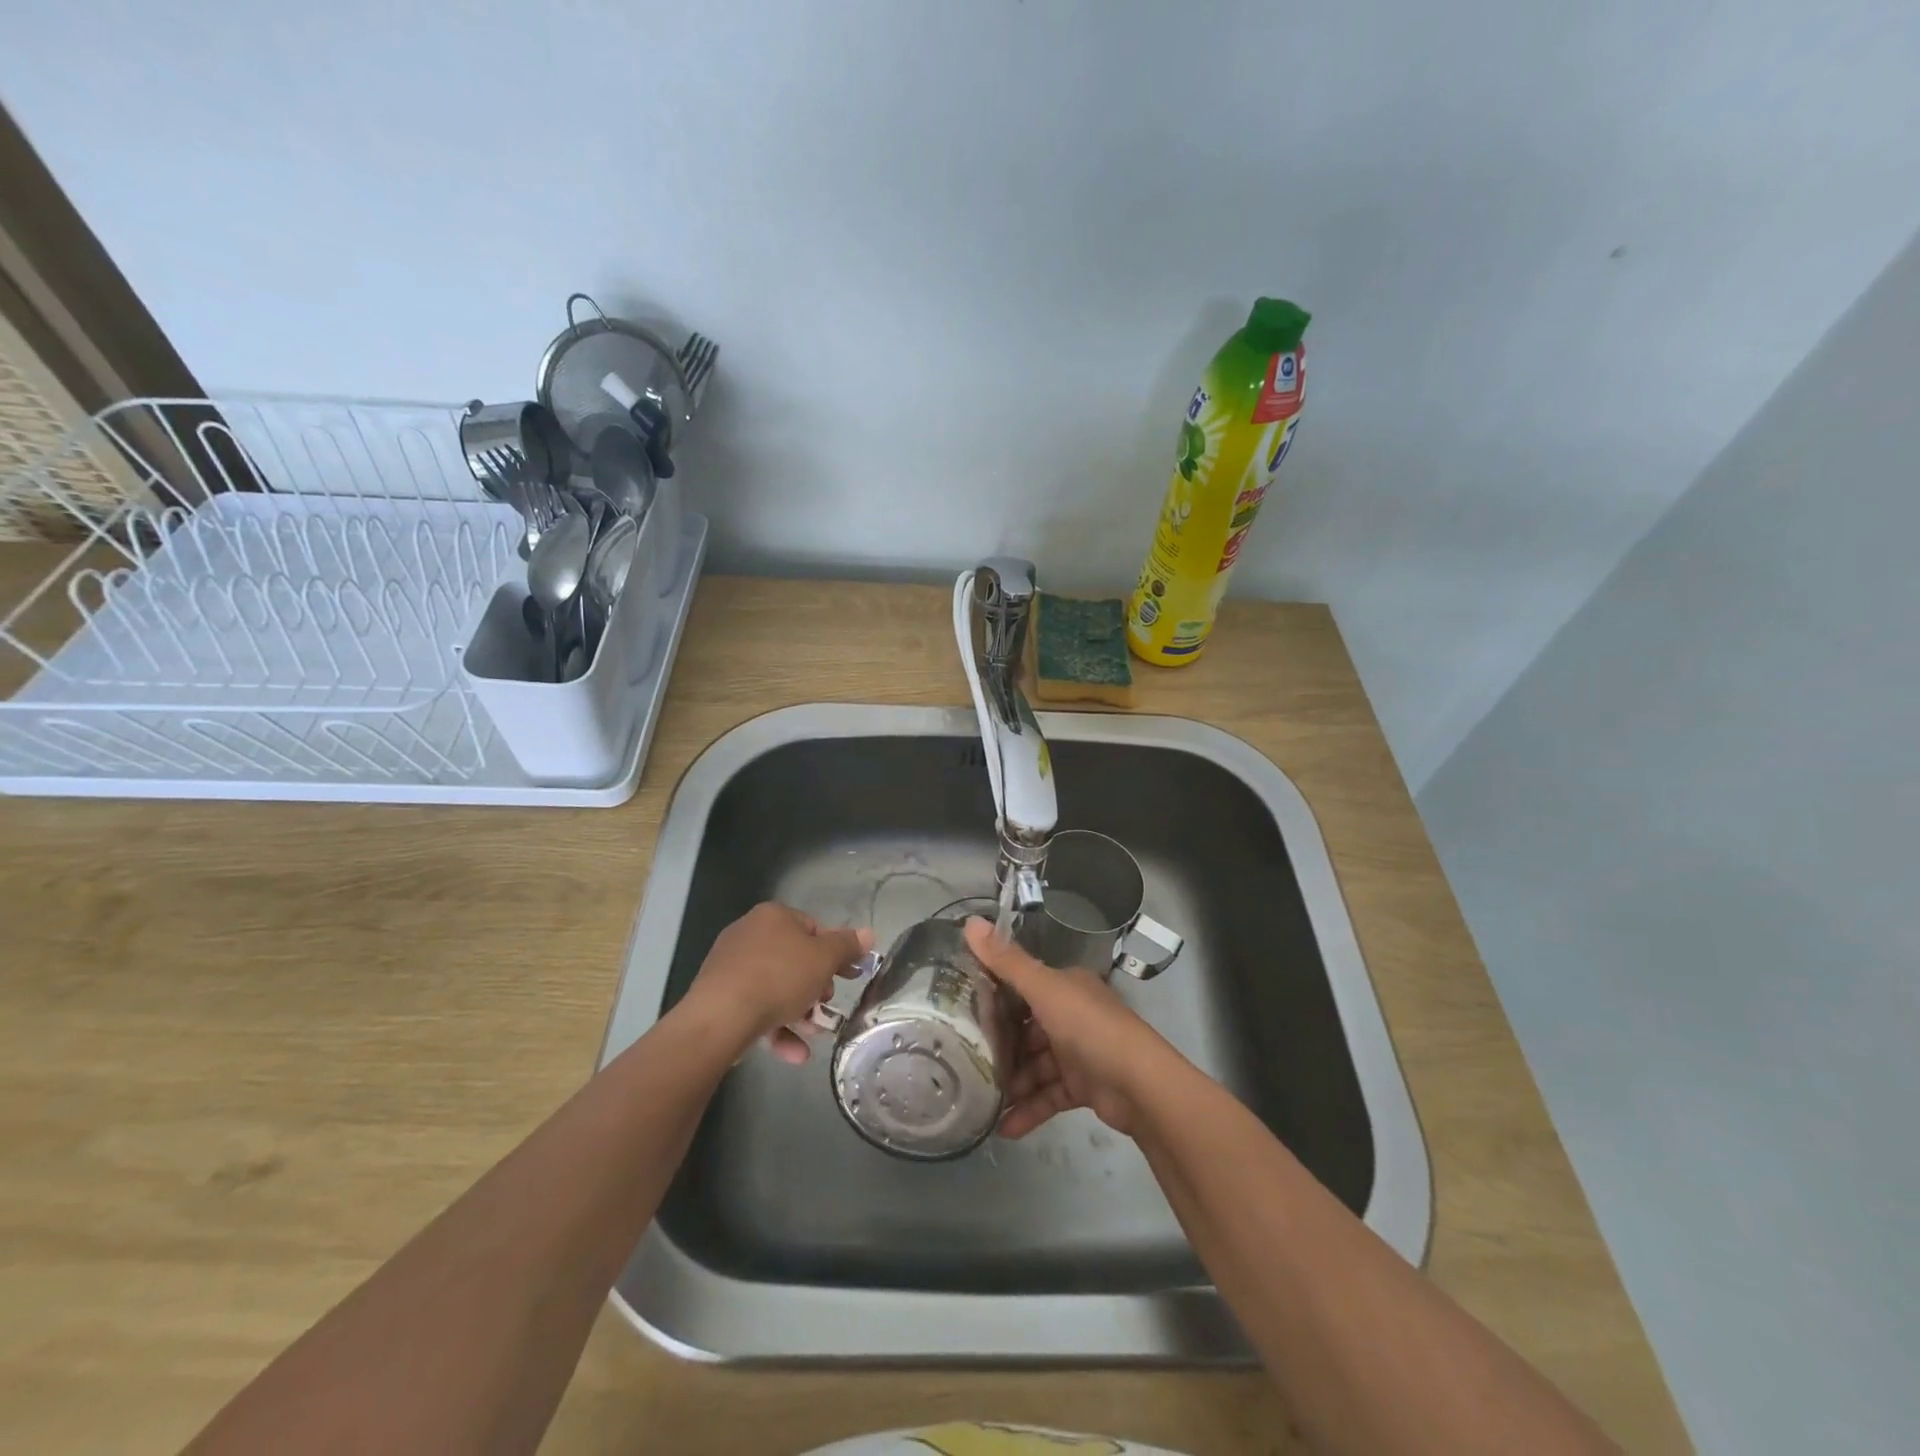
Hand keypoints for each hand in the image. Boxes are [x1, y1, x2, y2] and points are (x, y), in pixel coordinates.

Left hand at [679, 903, 872, 1063]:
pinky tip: (794, 1054)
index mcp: (773, 917)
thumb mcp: (823, 959)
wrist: (720, 1017)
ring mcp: (730, 967)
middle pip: (794, 960)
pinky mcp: (718, 997)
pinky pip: (756, 1008)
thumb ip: (847, 946)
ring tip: (814, 1035)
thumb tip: (868, 934)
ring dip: (799, 1012)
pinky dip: (776, 1028)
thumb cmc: (778, 977)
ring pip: (775, 987)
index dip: (834, 953)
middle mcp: (749, 935)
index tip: (848, 976)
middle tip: (827, 1004)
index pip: (813, 929)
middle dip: (816, 987)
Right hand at [963, 916, 1175, 1138]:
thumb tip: (969, 922)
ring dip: (1012, 1082)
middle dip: (1000, 1046)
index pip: (1024, 986)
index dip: (995, 996)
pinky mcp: (1084, 1086)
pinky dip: (1029, 1109)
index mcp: (1066, 986)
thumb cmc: (1089, 1028)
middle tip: (965, 1060)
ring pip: (1036, 1065)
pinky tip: (1005, 1128)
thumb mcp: (1044, 989)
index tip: (961, 1010)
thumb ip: (1006, 962)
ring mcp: (1079, 1052)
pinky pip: (1049, 1095)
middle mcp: (1072, 1014)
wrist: (1140, 1086)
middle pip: (1027, 1029)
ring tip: (980, 1099)